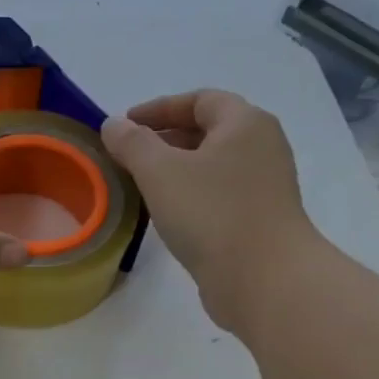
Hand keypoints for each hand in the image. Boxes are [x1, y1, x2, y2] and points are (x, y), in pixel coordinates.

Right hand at [100, 90, 319, 330]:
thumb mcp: (160, 172)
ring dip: (175, 168)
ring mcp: (263, 185)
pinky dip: (189, 193)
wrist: (264, 279)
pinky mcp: (258, 218)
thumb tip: (114, 125)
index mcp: (245, 124)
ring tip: (140, 183)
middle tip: (127, 154)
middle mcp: (261, 147)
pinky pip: (217, 193)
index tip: (125, 125)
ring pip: (211, 164)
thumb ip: (132, 143)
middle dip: (164, 138)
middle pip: (208, 130)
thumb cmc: (212, 214)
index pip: (200, 100)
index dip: (159, 108)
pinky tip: (166, 212)